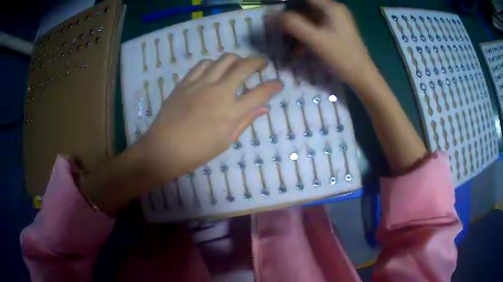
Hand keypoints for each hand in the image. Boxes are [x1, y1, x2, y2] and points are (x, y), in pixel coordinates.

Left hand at [138, 54, 282, 182]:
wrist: (163, 149)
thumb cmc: (196, 152)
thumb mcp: (225, 141)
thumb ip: (245, 121)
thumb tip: (263, 109)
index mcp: (231, 112)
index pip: (260, 93)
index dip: (273, 86)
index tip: (278, 83)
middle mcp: (218, 92)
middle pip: (244, 67)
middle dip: (258, 61)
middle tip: (262, 63)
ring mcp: (201, 84)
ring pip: (224, 59)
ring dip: (237, 59)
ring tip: (239, 64)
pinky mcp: (186, 82)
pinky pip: (203, 64)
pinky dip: (214, 63)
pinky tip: (215, 69)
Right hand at [281, 0, 375, 86]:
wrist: (362, 77)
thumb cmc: (341, 57)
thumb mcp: (315, 40)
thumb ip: (293, 24)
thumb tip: (273, 16)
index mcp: (331, 7)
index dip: (288, 5)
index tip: (276, 15)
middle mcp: (334, 10)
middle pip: (305, 7)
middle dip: (291, 18)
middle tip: (279, 30)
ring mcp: (336, 21)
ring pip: (309, 18)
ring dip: (297, 29)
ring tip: (287, 43)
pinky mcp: (336, 31)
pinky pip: (316, 28)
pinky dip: (306, 35)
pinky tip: (299, 49)